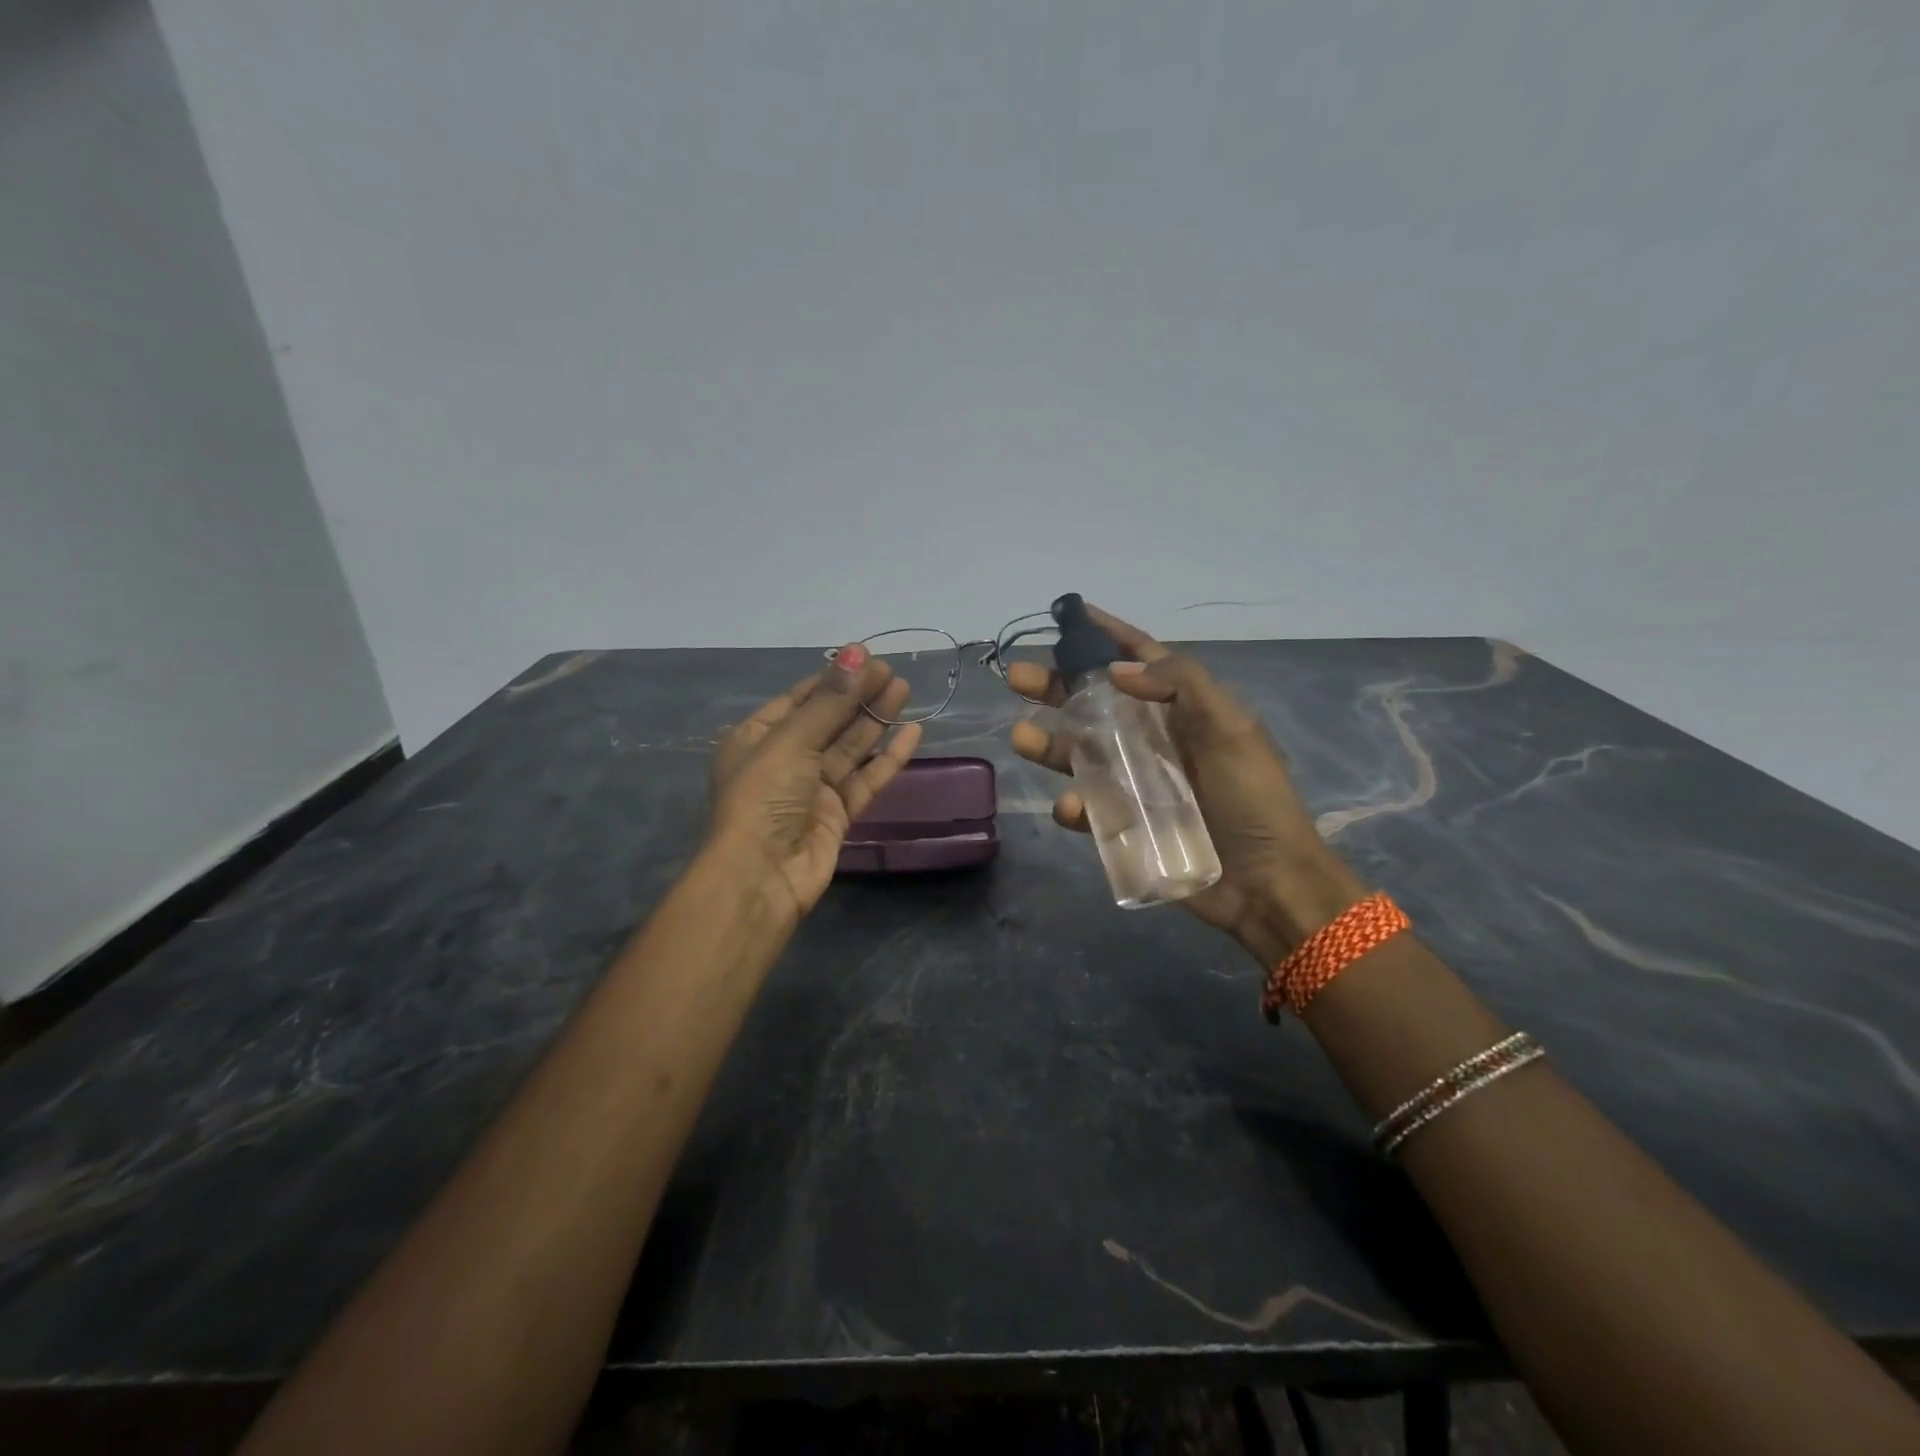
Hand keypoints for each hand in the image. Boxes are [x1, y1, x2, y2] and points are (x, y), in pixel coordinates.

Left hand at [709, 645, 923, 920]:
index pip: (799, 699)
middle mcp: (784, 760)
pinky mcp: (837, 815)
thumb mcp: (792, 740)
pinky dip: (888, 757)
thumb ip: (830, 701)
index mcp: (757, 737)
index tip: (866, 657)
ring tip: (904, 690)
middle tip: (893, 672)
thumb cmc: (763, 797)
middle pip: (828, 720)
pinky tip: (913, 733)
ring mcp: (812, 789)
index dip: (833, 678)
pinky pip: (866, 779)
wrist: (761, 876)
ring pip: (850, 747)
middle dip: (858, 695)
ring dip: (875, 720)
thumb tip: (858, 651)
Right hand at [1007, 605, 1365, 965]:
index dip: (1106, 634)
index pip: (1141, 658)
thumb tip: (1117, 669)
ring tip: (1022, 737)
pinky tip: (1072, 807)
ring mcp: (1137, 783)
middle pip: (1096, 703)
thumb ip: (1182, 685)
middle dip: (1056, 687)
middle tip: (1017, 676)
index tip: (1069, 614)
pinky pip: (1090, 808)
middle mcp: (1156, 739)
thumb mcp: (1231, 729)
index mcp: (1184, 709)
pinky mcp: (1126, 824)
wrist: (1267, 884)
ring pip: (1082, 753)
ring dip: (1050, 743)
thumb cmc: (1254, 799)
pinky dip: (1076, 805)